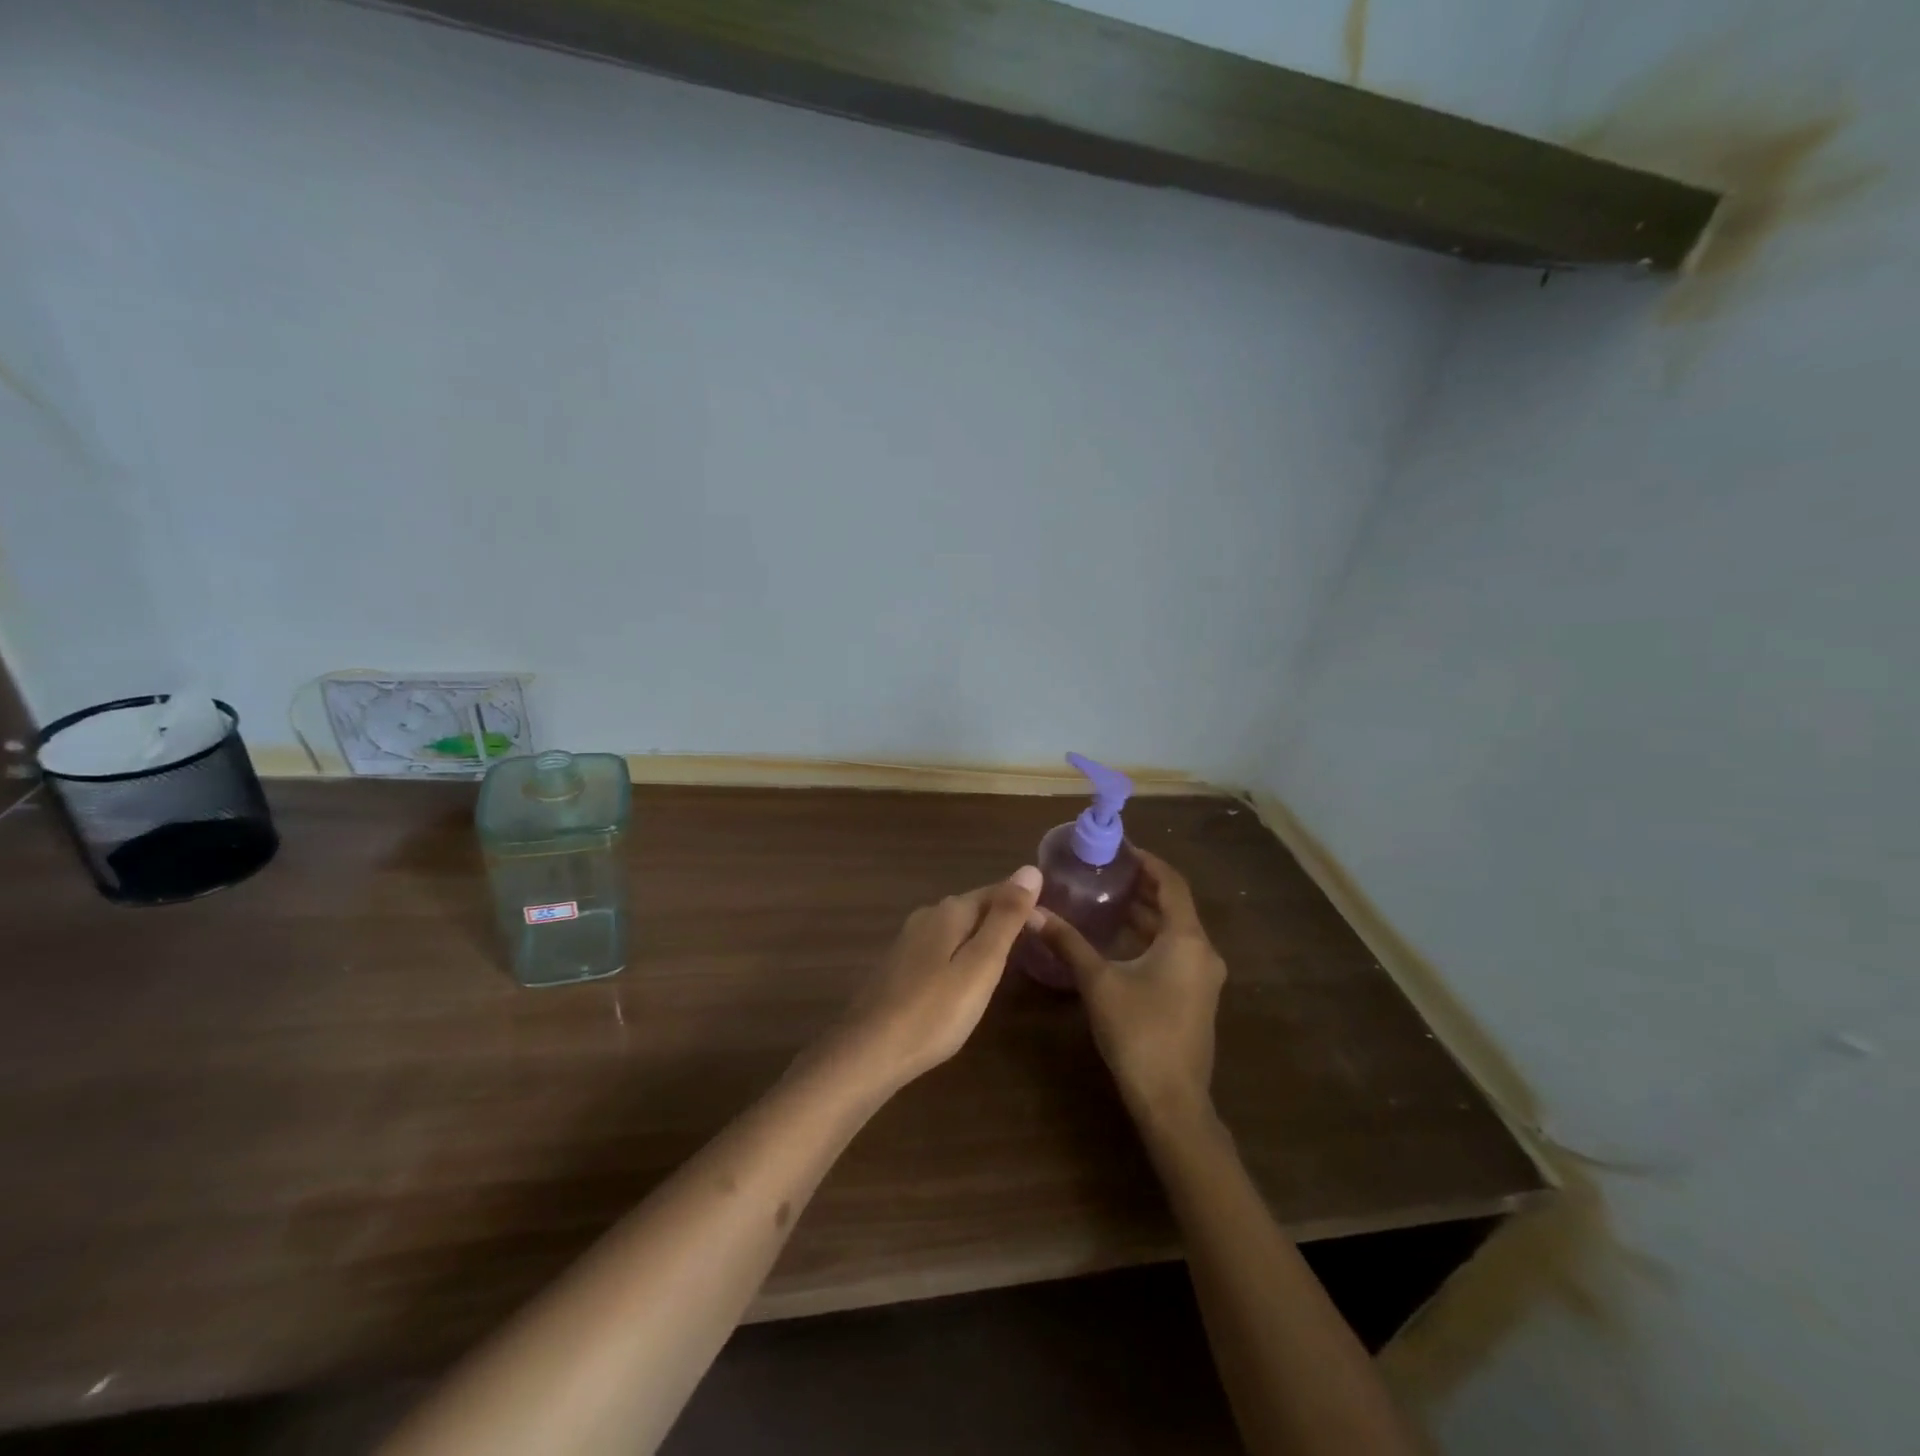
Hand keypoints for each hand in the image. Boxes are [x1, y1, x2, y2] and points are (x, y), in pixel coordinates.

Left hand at [826, 866, 1043, 1090]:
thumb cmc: (934, 1011)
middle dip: (1003, 919)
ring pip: (956, 930)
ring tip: (1008, 960)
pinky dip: (961, 956)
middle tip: (1035, 942)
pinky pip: (941, 949)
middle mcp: (926, 917)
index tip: (1049, 921)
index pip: (996, 891)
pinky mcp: (898, 967)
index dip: (1023, 902)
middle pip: (974, 908)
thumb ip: (1005, 919)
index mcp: (949, 912)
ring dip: (981, 938)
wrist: (868, 1052)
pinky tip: (966, 979)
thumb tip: (1030, 870)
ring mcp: (908, 941)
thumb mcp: (981, 965)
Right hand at [1033, 850, 1225, 1126]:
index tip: (1119, 849)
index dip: (1147, 861)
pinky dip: (1150, 937)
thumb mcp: (1098, 981)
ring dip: (1145, 913)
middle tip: (1106, 871)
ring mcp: (1202, 977)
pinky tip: (1119, 940)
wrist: (1172, 1101)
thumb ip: (1068, 942)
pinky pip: (1174, 951)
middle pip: (1174, 905)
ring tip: (1107, 898)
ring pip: (1174, 931)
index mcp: (1186, 939)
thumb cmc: (1138, 1032)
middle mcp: (1202, 952)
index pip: (1171, 883)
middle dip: (1142, 886)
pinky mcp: (1196, 996)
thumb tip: (1033, 912)